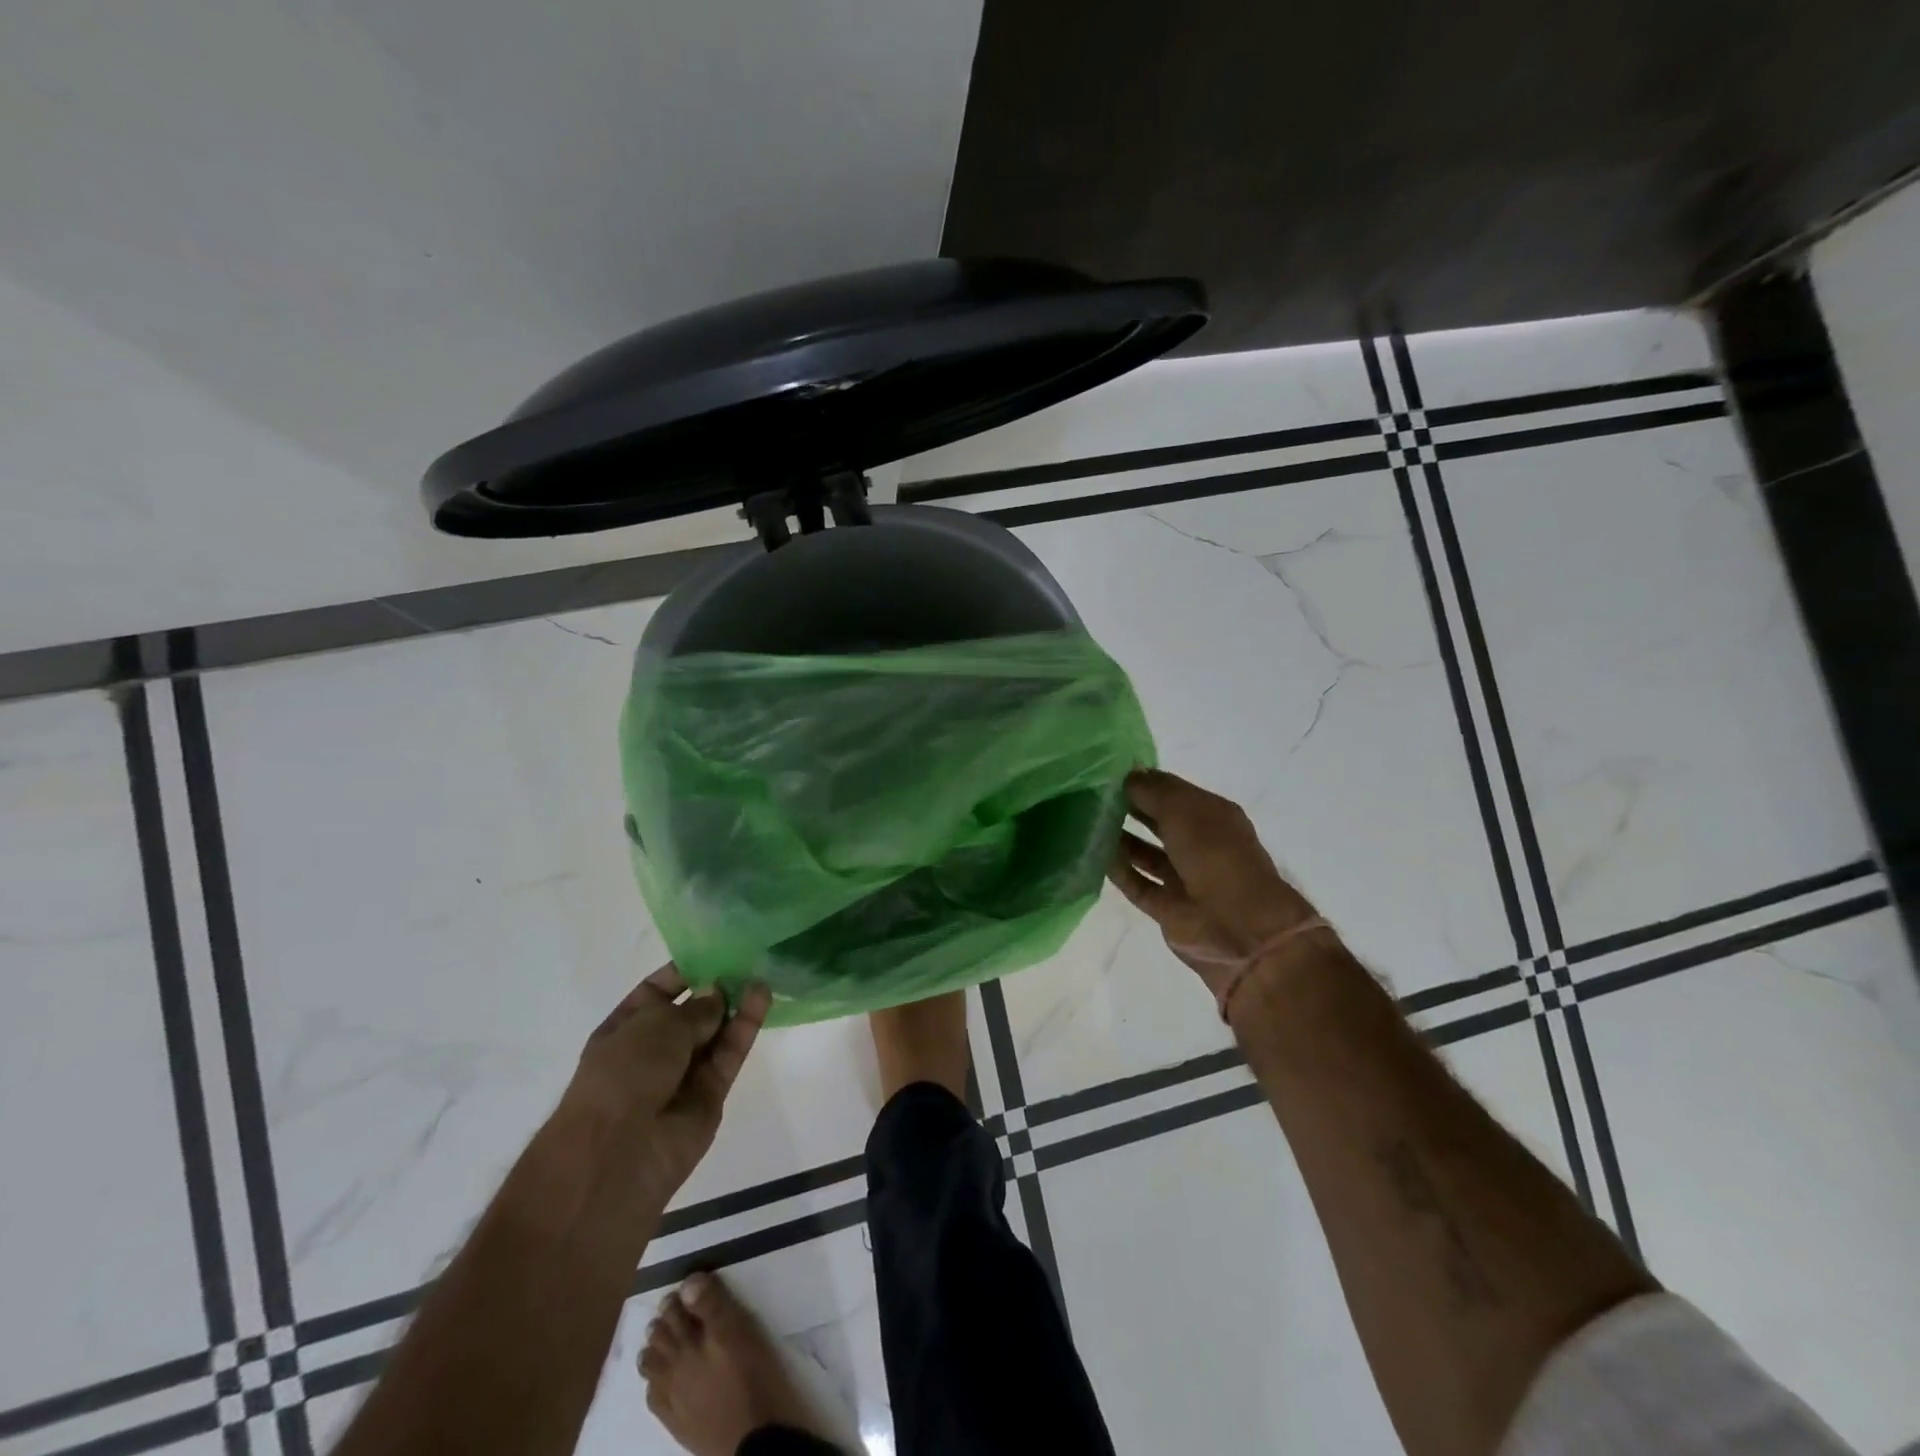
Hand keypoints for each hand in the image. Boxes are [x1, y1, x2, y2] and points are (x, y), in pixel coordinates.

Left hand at [560, 965, 771, 1205]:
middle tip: (747, 959)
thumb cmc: (622, 1075)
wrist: (618, 1155)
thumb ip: (696, 1007)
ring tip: (762, 972)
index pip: (656, 992)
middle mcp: (653, 1050)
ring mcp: (682, 1074)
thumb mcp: (656, 1025)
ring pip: (715, 1032)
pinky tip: (762, 997)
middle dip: (715, 987)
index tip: (714, 950)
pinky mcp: (711, 1094)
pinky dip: (746, 1027)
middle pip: (691, 1012)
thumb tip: (718, 994)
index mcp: (624, 1029)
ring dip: (736, 1003)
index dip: (683, 972)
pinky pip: (729, 1054)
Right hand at [1107, 768, 1320, 1003]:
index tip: (1106, 774)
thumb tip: (1126, 776)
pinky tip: (1094, 855)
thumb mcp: (1183, 810)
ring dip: (1120, 839)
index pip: (1172, 792)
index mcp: (1212, 816)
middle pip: (1158, 821)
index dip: (1143, 782)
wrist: (1239, 928)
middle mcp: (1199, 845)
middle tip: (1090, 796)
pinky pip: (1137, 884)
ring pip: (1145, 853)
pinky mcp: (1167, 908)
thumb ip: (1152, 791)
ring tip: (1087, 823)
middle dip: (1129, 808)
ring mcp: (1183, 878)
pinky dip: (1118, 871)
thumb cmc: (1215, 856)